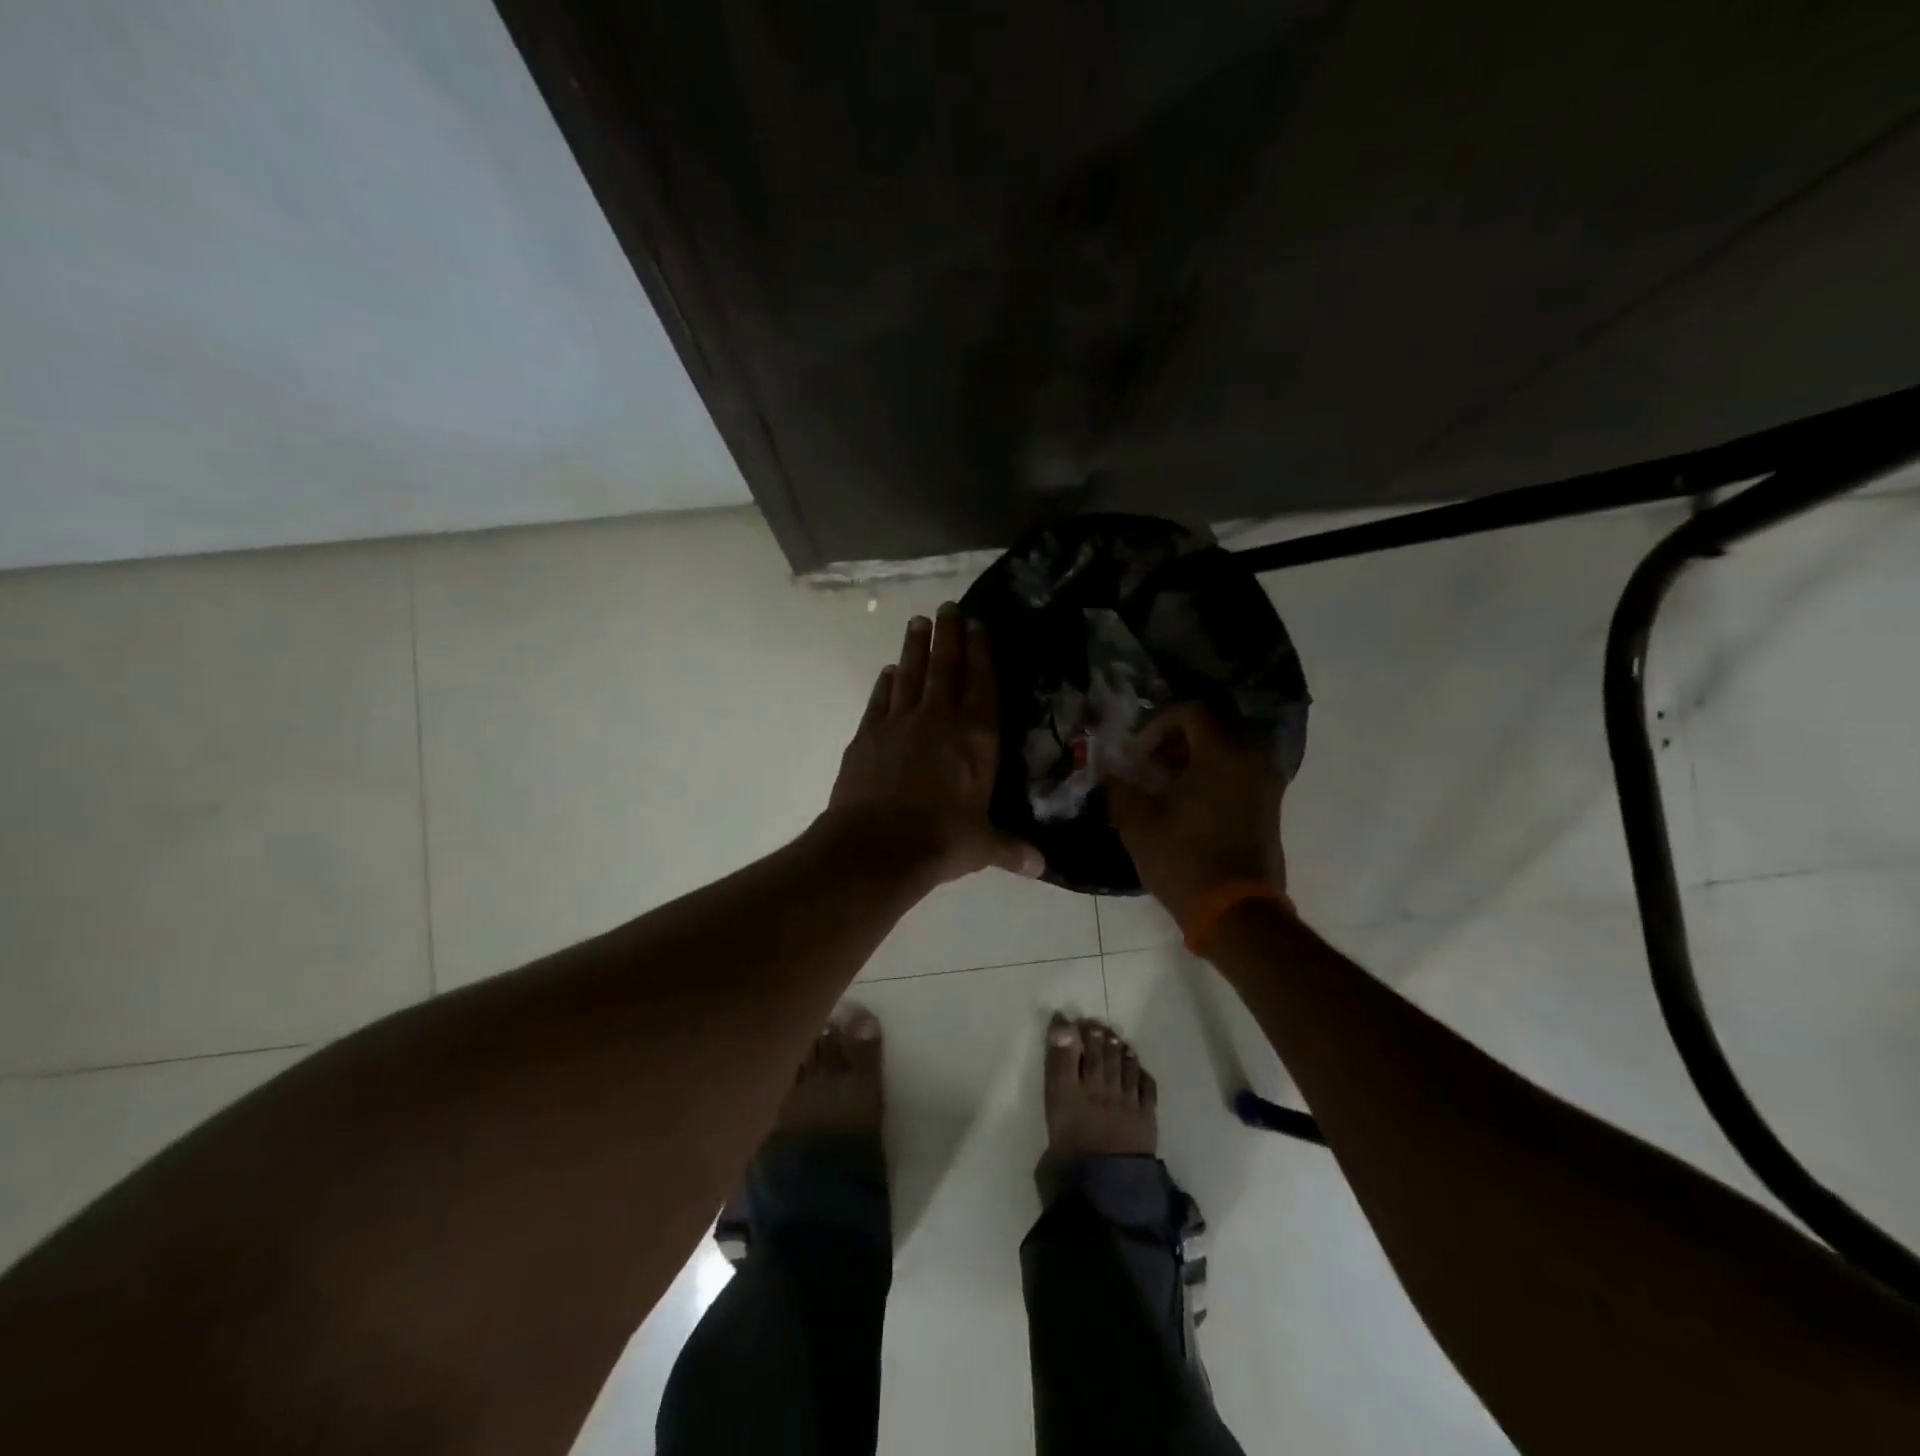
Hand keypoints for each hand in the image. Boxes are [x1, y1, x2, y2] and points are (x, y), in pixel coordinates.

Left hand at [827, 602, 1043, 885]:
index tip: (977, 624)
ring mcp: (899, 723)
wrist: (876, 847)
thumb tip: (1040, 866)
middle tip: (948, 606)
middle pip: (945, 667)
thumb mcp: (982, 846)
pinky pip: (880, 699)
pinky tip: (889, 671)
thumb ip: (1010, 848)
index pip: (982, 684)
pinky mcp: (867, 735)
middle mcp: (939, 720)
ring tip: (918, 622)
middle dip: (948, 635)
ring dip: (915, 647)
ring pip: (910, 674)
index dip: (981, 652)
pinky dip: (886, 683)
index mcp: (976, 739)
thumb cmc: (941, 841)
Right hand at [1106, 702, 1286, 925]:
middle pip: (1214, 725)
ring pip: (1228, 748)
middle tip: (1150, 763)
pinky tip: (1187, 803)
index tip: (1138, 754)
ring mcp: (1266, 782)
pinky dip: (1213, 774)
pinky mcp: (1269, 806)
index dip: (1158, 724)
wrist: (1236, 912)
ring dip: (1194, 757)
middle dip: (1177, 738)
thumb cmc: (1184, 859)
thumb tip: (1108, 774)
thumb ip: (1119, 788)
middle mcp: (1252, 758)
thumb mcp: (1138, 822)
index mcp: (1222, 752)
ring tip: (1164, 785)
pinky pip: (1240, 771)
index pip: (1192, 711)